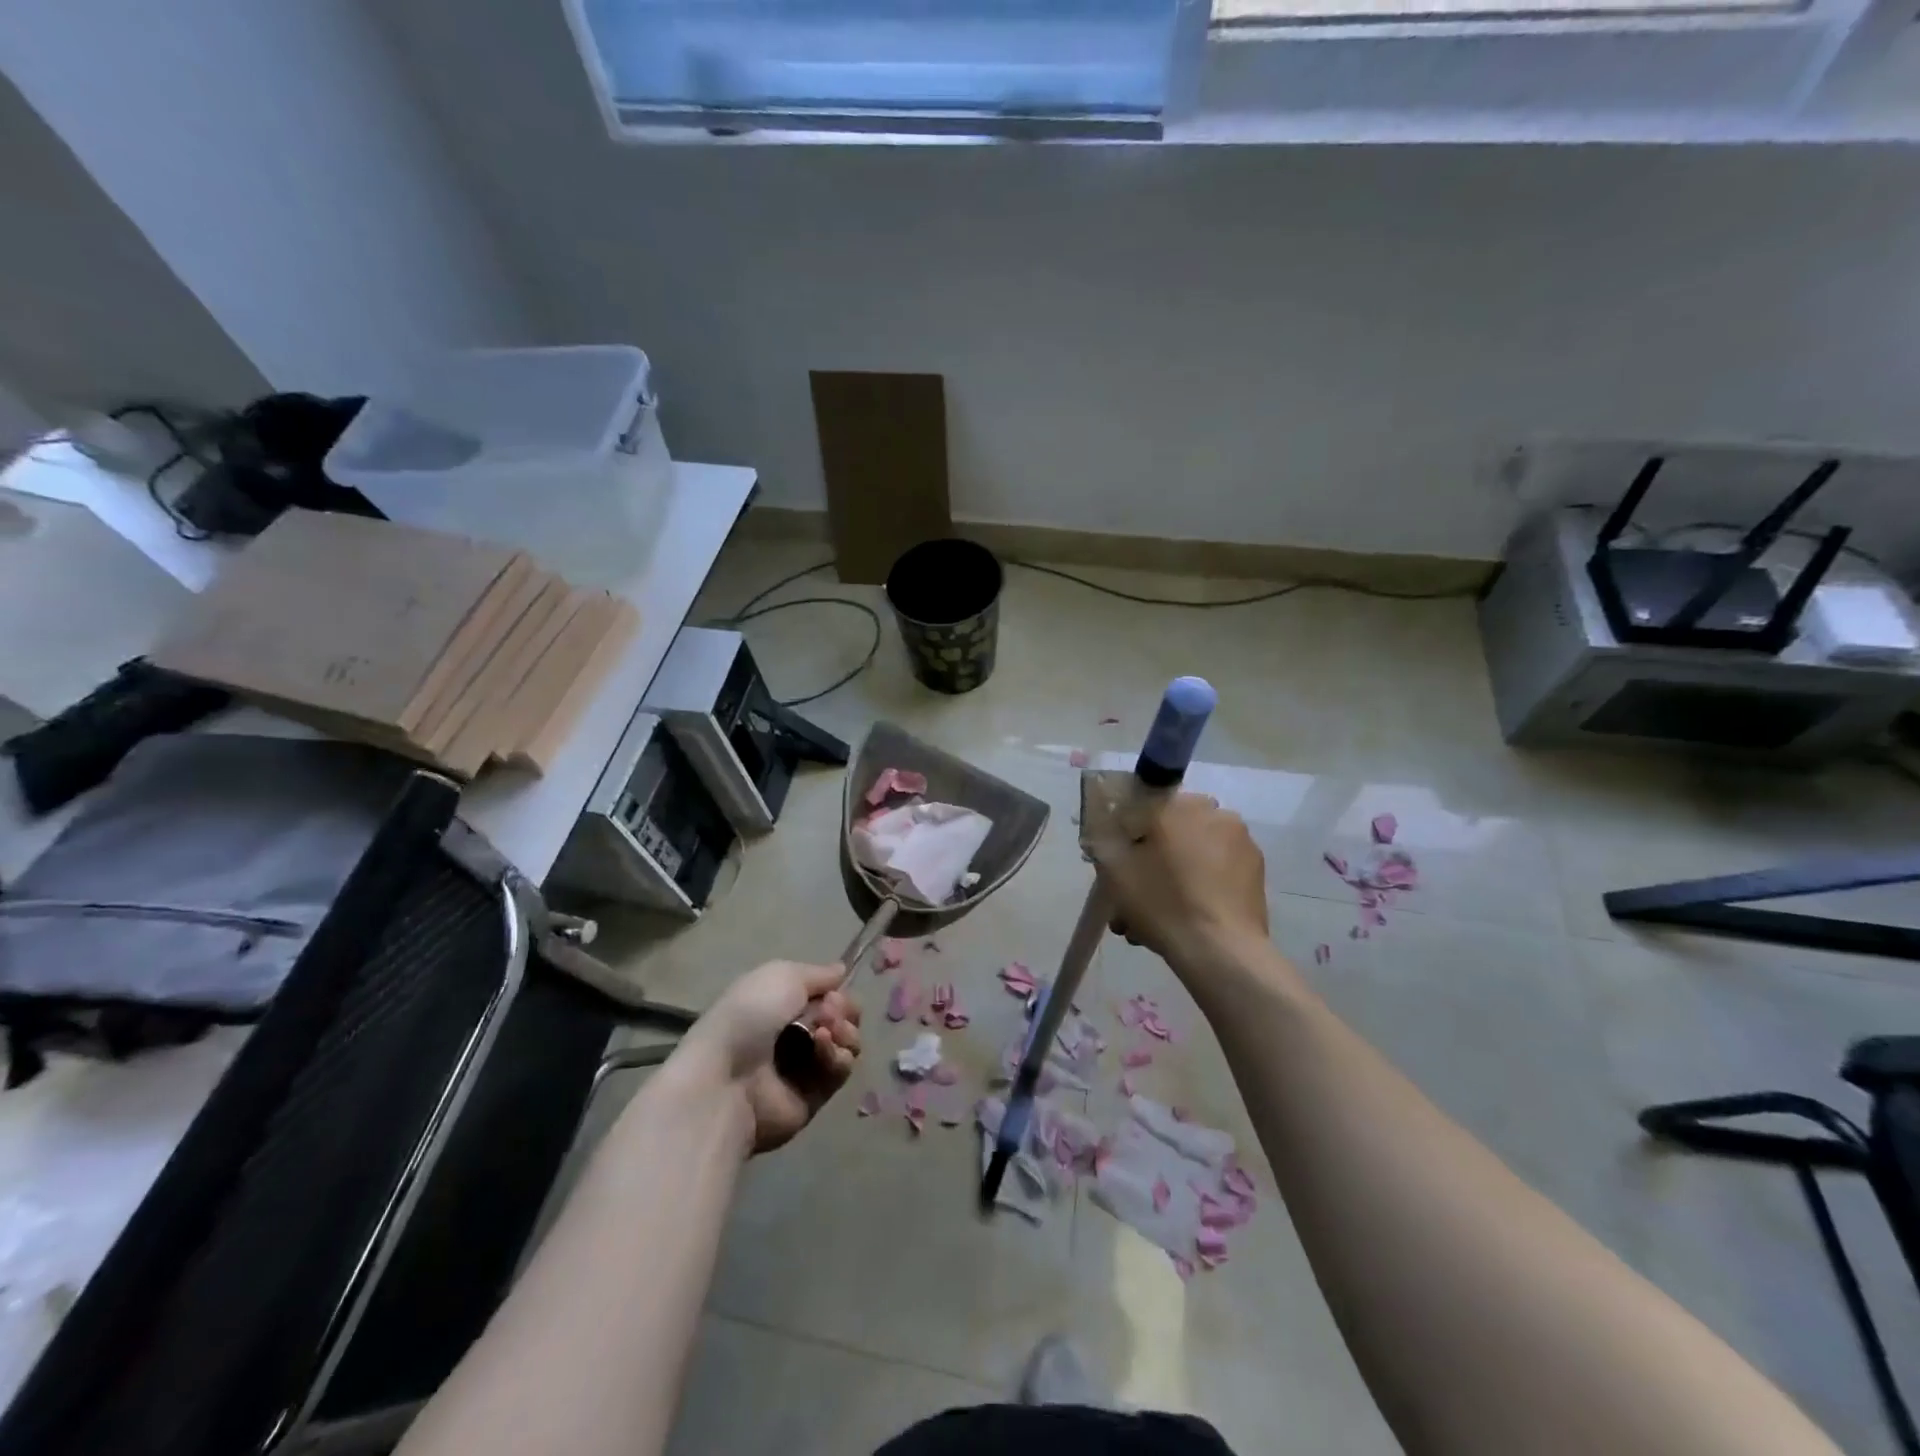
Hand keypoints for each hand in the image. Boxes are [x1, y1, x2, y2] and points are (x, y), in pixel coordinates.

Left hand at [677, 960, 862, 1154]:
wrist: (726, 1078)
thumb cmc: (749, 1015)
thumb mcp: (782, 975)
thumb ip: (818, 973)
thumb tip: (841, 970)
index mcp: (781, 1003)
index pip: (826, 994)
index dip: (836, 991)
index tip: (832, 992)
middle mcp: (794, 1032)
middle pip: (842, 1017)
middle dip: (844, 1010)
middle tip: (828, 1013)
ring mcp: (804, 1066)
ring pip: (846, 1043)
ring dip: (844, 1032)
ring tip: (825, 1032)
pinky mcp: (813, 1096)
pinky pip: (840, 1071)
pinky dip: (837, 1057)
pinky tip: (821, 1049)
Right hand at [1090, 792, 1269, 975]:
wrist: (1220, 951)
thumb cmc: (1163, 902)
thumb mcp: (1114, 869)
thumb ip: (1104, 839)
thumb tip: (1109, 830)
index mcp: (1180, 805)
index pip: (1142, 807)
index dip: (1125, 834)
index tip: (1118, 862)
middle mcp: (1215, 813)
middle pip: (1171, 831)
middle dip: (1151, 858)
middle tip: (1135, 892)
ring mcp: (1241, 842)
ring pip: (1194, 853)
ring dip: (1174, 874)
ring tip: (1158, 914)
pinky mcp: (1256, 871)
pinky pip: (1216, 870)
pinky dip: (1199, 885)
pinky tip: (1186, 916)